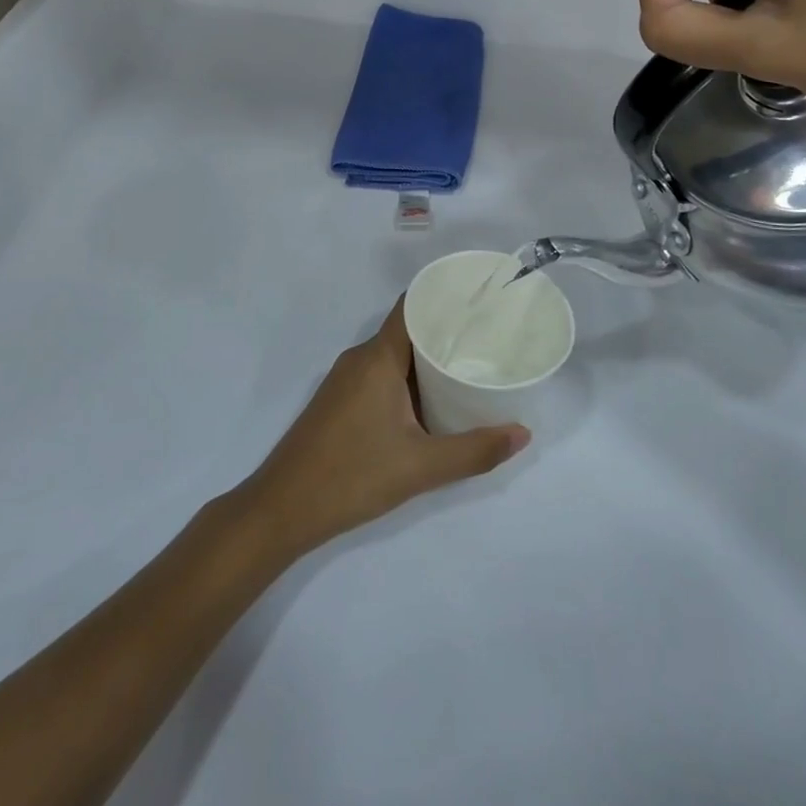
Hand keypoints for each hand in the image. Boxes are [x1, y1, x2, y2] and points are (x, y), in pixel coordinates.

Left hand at [238, 299, 529, 559]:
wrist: (282, 508)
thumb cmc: (352, 476)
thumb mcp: (420, 467)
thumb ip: (474, 450)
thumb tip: (523, 433)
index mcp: (378, 357)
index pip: (412, 306)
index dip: (444, 296)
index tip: (481, 299)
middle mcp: (360, 358)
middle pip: (407, 329)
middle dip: (446, 331)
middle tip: (489, 337)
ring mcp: (346, 380)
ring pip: (394, 355)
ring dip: (427, 359)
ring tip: (469, 366)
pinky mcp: (340, 401)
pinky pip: (381, 374)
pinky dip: (409, 378)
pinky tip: (432, 400)